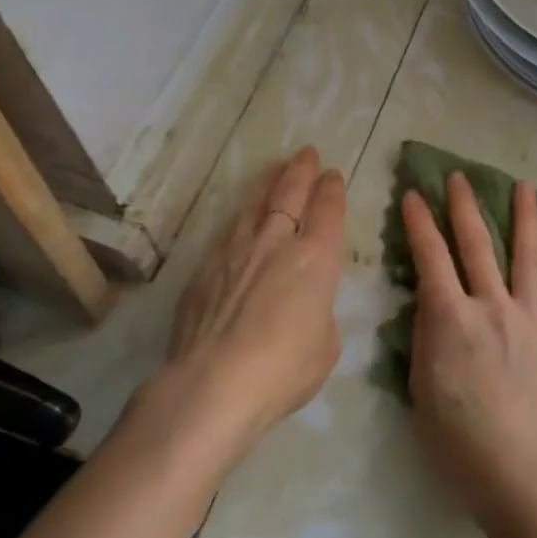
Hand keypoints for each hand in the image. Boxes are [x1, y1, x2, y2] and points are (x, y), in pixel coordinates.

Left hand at [160, 147, 347, 455]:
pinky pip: (227, 232)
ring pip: (254, 204)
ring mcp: (236, 251)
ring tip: (274, 170)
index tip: (332, 174)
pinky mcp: (204, 269)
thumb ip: (320, 314)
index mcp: (316, 257)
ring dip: (267, 184)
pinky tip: (239, 218)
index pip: (328, 209)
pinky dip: (239, 218)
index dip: (332, 189)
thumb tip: (305, 308)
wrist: (213, 384)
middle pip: (290, 193)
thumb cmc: (284, 368)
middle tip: (306, 153)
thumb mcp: (326, 345)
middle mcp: (276, 242)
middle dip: (301, 170)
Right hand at [402, 173, 536, 525]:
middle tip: (458, 176)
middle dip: (464, 207)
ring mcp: (530, 318)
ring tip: (524, 185)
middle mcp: (491, 305)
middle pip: (476, 245)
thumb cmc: (456, 437)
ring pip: (527, 257)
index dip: (418, 222)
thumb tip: (431, 302)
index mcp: (452, 316)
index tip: (412, 194)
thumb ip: (426, 335)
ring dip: (525, 218)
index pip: (430, 256)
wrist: (516, 471)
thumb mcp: (421, 385)